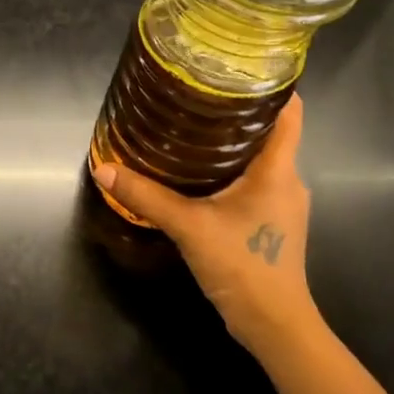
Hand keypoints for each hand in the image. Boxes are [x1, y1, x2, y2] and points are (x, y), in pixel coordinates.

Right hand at [93, 95, 319, 364]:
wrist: (275, 326)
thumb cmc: (243, 265)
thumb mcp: (189, 226)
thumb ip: (147, 196)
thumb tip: (103, 168)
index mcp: (278, 170)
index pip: (290, 112)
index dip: (271, 85)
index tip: (237, 67)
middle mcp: (287, 180)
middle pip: (270, 131)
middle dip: (237, 110)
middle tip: (196, 93)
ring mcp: (282, 203)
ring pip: (260, 157)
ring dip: (231, 141)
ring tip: (191, 125)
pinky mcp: (271, 222)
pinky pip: (253, 180)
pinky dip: (230, 168)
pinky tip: (198, 171)